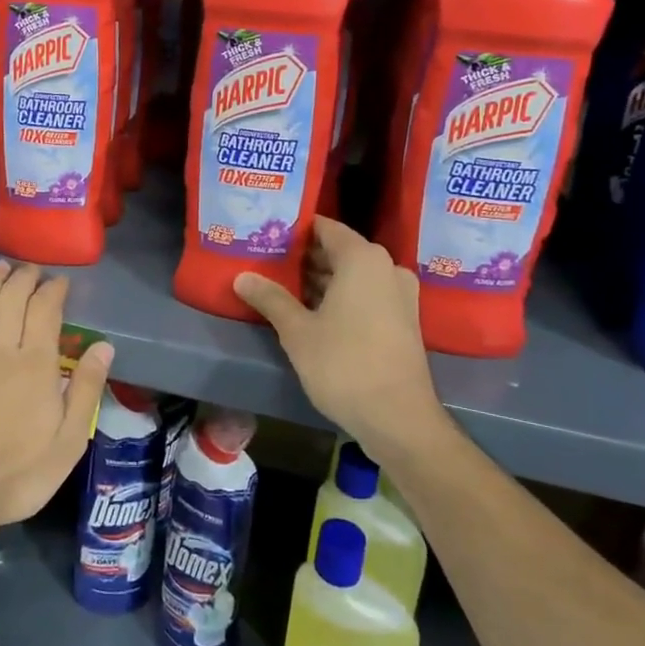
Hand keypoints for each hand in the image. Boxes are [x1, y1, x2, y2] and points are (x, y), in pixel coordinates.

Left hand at [0, 260, 113, 551]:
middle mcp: (0, 348)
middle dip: (24, 277)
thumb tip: (104, 346)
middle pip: (13, 297)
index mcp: (36, 364)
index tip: (60, 282)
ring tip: (1, 266)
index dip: (53, 290)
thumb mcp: (68, 442)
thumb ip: (87, 390)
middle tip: (32, 270)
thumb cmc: (16, 475)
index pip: (45, 310)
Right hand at [232, 217, 448, 470]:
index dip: (295, 229)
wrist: (398, 418)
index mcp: (362, 259)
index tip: (267, 234)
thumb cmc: (344, 364)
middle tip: (267, 261)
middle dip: (304, 256)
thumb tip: (242, 276)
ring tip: (281, 286)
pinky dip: (340, 296)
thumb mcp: (297, 331)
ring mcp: (399, 294)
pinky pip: (366, 294)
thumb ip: (270, 298)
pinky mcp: (403, 320)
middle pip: (339, 250)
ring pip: (353, 275)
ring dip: (321, 279)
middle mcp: (386, 267)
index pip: (324, 227)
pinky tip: (310, 312)